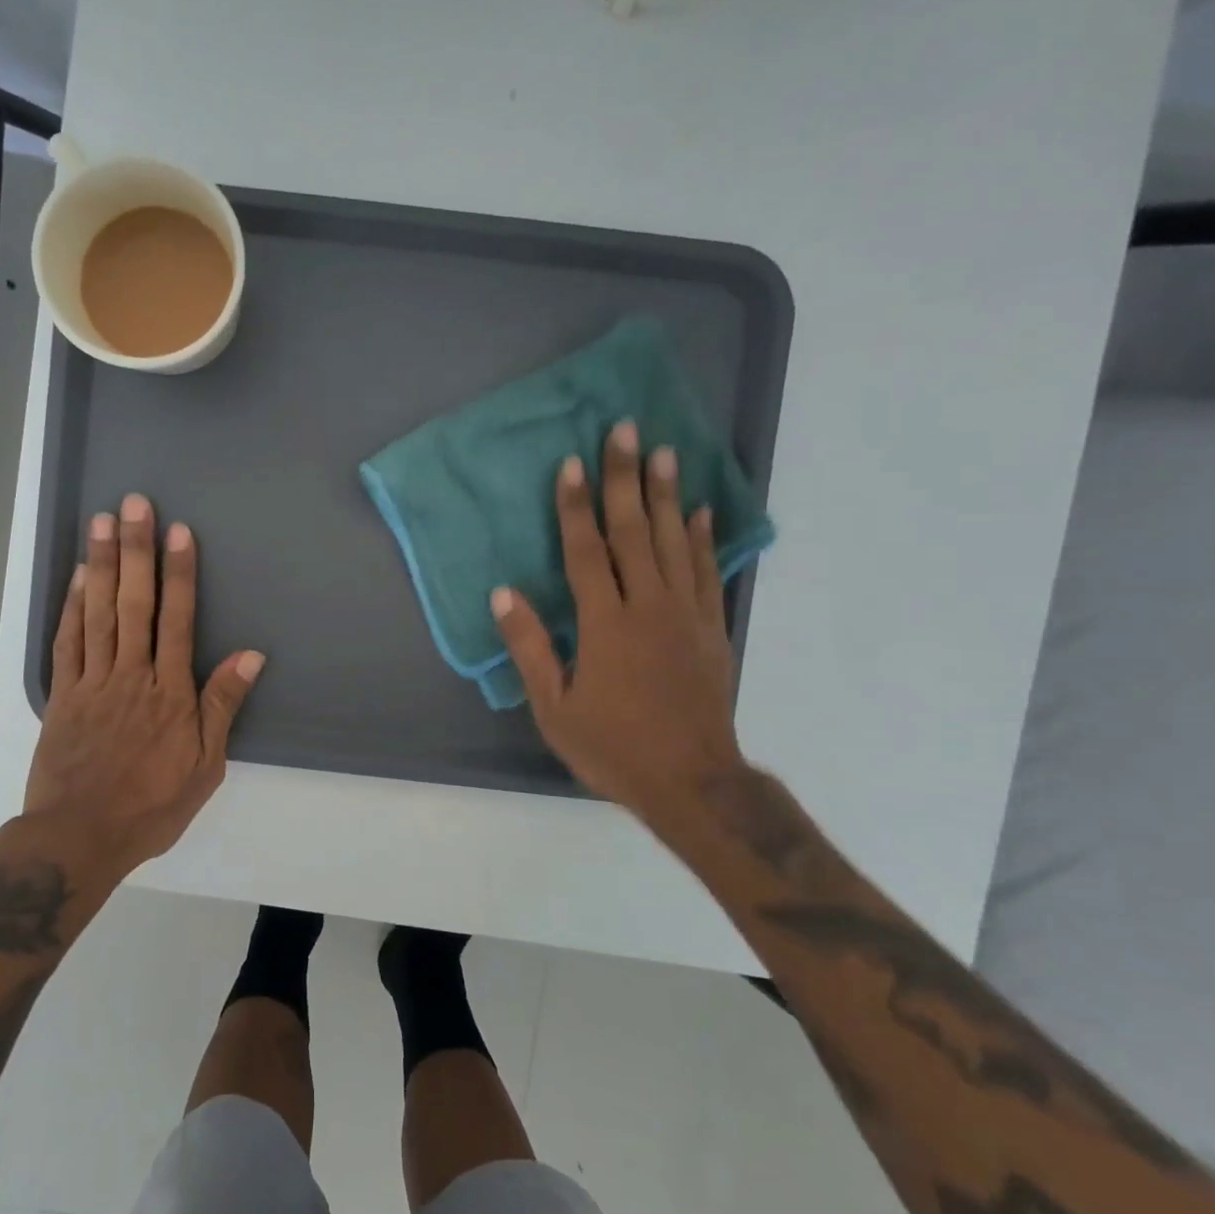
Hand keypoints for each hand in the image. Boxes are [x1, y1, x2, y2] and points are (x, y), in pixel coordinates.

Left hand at [20, 493, 264, 873]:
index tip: (179, 532)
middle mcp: (131, 675)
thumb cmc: (151, 804)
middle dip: (138, 551)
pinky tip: (79, 576)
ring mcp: (92, 682)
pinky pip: (67, 642)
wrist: (80, 836)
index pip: (177, 619)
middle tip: (134, 505)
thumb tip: (251, 655)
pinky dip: (72, 607)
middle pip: (135, 603)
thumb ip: (223, 706)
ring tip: (102, 522)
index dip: (179, 573)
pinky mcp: (62, 695)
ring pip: (99, 613)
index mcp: (169, 692)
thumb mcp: (205, 766)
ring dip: (103, 565)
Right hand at [491, 421, 743, 823]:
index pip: (586, 551)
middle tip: (625, 430)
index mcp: (605, 625)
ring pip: (673, 542)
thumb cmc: (612, 747)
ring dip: (666, 495)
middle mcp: (648, 607)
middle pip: (634, 531)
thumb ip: (529, 647)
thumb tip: (503, 593)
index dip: (576, 506)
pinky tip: (698, 511)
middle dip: (625, 478)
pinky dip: (700, 538)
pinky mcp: (711, 629)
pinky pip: (706, 571)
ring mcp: (685, 615)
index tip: (571, 464)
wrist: (692, 783)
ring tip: (664, 452)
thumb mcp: (554, 708)